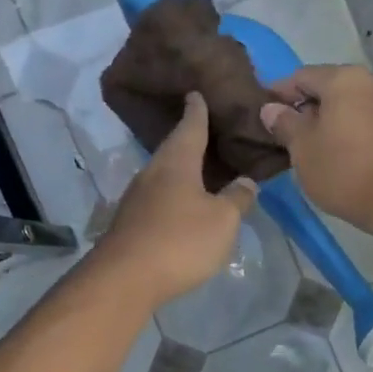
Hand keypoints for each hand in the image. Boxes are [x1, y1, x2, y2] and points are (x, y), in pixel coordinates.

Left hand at [94, 92, 258, 305]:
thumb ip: (237, 199)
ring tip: (202, 170)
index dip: (197, 110)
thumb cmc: (180, 240)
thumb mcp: (222, 220)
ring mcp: (137, 199)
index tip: (196, 93)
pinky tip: (183, 206)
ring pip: (164, 175)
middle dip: (190, 140)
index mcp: (177, 162)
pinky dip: (173, 196)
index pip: (190, 126)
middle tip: (208, 131)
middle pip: (174, 149)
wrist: (125, 278)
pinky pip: (157, 199)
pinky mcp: (130, 223)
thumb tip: (246, 181)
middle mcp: (153, 173)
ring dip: (181, 171)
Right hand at [259, 66, 372, 230]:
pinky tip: (332, 154)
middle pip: (325, 89)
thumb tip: (271, 109)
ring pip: (344, 107)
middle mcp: (369, 83)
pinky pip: (360, 122)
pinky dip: (343, 132)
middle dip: (302, 109)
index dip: (278, 94)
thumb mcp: (303, 149)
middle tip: (282, 136)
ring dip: (323, 123)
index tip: (262, 115)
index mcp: (343, 79)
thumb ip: (285, 124)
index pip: (300, 76)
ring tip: (305, 149)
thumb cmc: (344, 171)